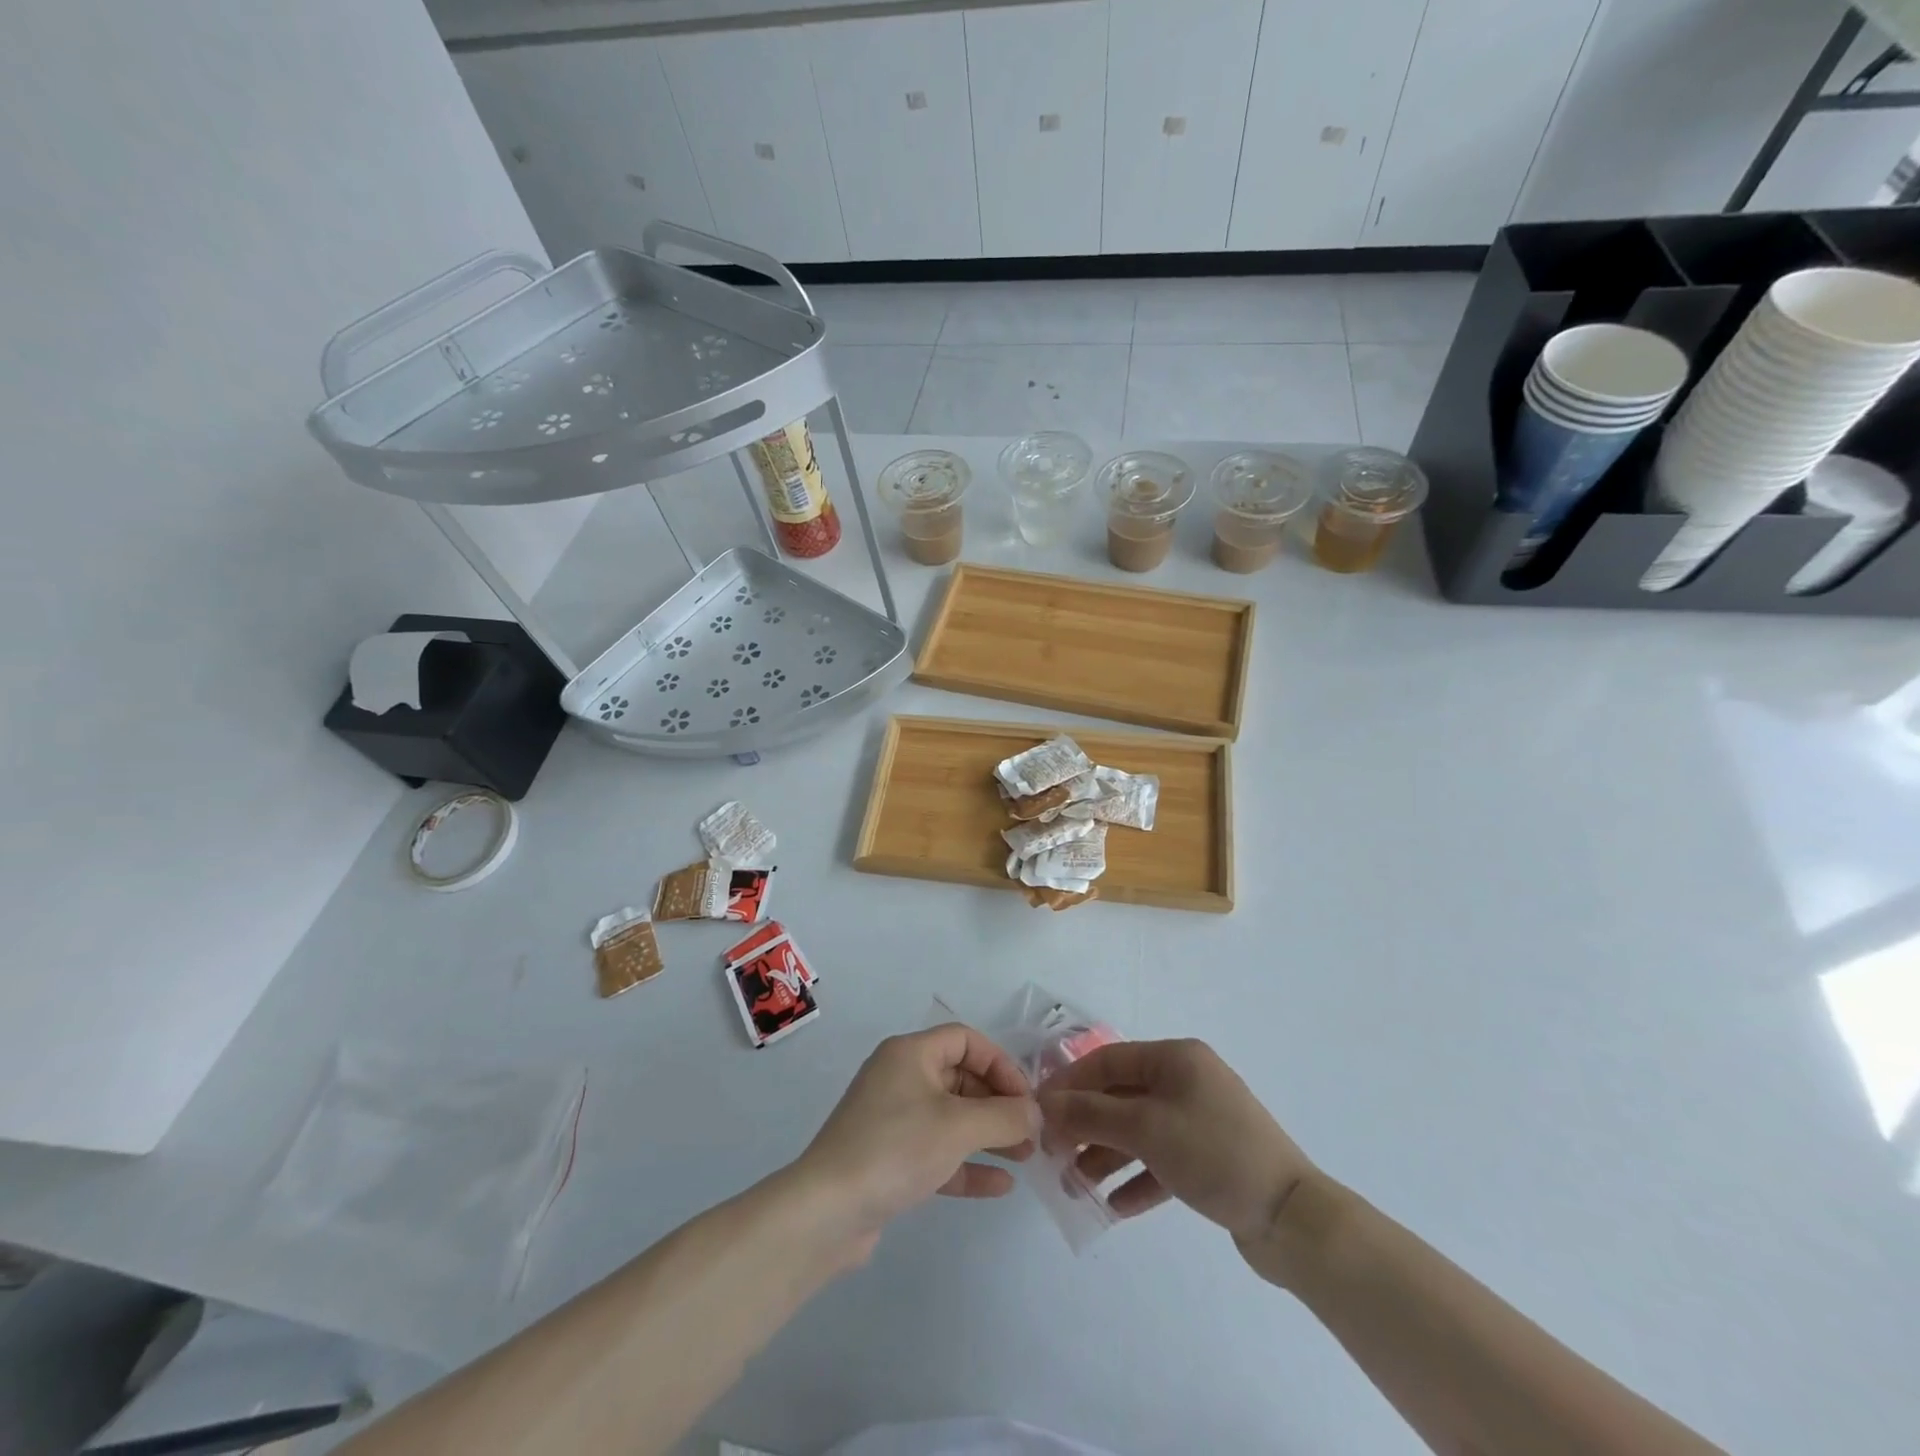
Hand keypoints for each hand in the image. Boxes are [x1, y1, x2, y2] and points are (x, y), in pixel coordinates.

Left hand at [794, 1025, 1034, 1254]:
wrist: (827, 1211)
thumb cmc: (896, 1149)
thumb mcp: (958, 1127)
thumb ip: (1004, 1116)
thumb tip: (1036, 1113)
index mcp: (910, 1054)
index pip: (965, 1040)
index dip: (1000, 1064)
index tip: (1027, 1098)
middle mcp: (900, 1078)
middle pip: (961, 1078)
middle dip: (999, 1103)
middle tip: (1031, 1133)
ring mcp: (893, 1119)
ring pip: (951, 1117)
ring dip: (988, 1134)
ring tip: (1025, 1157)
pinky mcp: (890, 1159)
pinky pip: (937, 1151)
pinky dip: (967, 1163)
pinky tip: (1000, 1185)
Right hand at [1036, 1038, 1314, 1244]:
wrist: (1292, 1218)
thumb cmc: (1214, 1153)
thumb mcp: (1146, 1128)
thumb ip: (1091, 1113)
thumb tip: (1046, 1103)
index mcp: (1175, 1059)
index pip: (1108, 1060)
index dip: (1070, 1083)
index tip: (1039, 1110)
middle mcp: (1186, 1081)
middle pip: (1121, 1097)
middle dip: (1086, 1125)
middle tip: (1053, 1154)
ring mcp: (1200, 1120)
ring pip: (1138, 1131)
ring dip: (1106, 1156)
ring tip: (1076, 1187)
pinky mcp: (1209, 1159)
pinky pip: (1161, 1162)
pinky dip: (1137, 1179)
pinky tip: (1114, 1205)